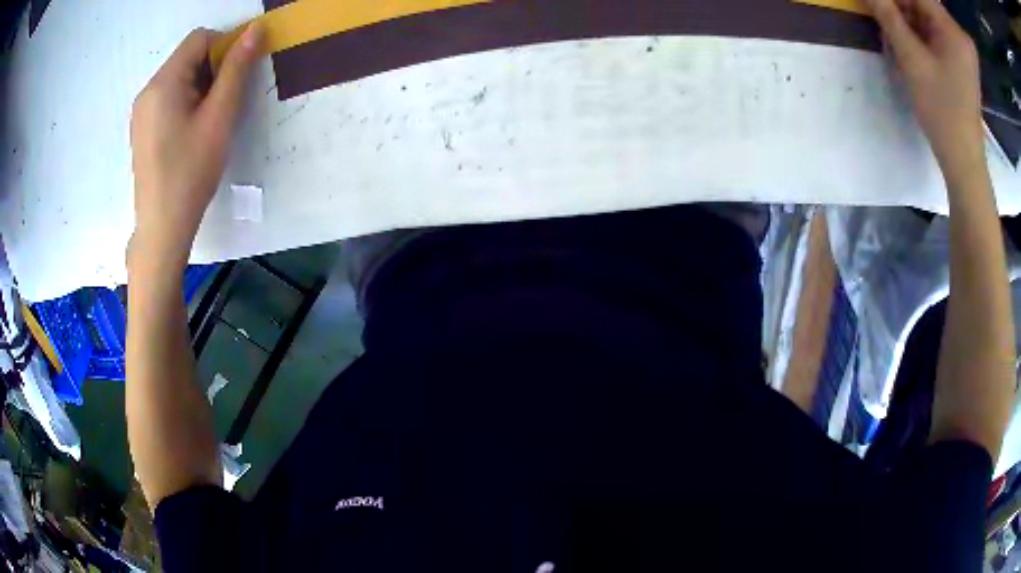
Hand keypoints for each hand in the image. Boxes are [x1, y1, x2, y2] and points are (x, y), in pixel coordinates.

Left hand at [128, 25, 263, 272]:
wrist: (162, 227)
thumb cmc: (191, 172)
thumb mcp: (219, 117)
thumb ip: (236, 69)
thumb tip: (255, 29)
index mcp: (163, 83)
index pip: (199, 38)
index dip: (224, 47)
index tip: (234, 78)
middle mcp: (147, 91)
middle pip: (187, 58)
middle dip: (211, 70)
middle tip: (222, 106)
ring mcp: (141, 112)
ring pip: (178, 79)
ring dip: (200, 88)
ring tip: (206, 124)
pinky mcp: (142, 129)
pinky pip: (168, 99)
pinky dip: (185, 103)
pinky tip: (190, 134)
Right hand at [867, 0, 984, 175]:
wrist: (964, 157)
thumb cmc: (942, 111)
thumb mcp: (911, 58)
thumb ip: (887, 15)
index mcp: (951, 28)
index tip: (876, 3)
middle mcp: (958, 31)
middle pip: (921, 2)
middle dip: (900, 6)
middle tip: (881, 15)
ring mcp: (961, 44)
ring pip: (926, 13)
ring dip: (907, 17)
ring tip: (893, 31)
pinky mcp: (961, 55)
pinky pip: (935, 28)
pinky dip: (919, 29)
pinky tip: (909, 42)